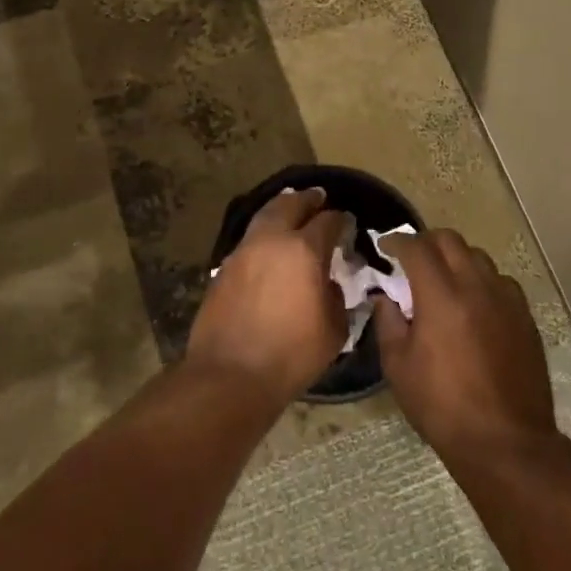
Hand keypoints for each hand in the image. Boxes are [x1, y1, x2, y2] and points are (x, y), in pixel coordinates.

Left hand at [186, 188, 349, 408]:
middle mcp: (272, 240)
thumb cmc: (291, 355)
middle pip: (291, 205)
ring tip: (291, 208)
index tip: (346, 222)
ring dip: (281, 208)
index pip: (328, 222)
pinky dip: (263, 231)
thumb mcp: (333, 329)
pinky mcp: (224, 266)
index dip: (340, 219)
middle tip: (318, 198)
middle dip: (308, 200)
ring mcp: (244, 250)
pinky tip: (269, 242)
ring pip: (264, 215)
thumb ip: (337, 297)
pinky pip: (249, 237)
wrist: (231, 373)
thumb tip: (330, 283)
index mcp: (305, 250)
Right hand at [374, 230, 556, 461]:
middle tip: (412, 259)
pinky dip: (481, 281)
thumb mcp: (399, 367)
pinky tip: (474, 304)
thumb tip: (385, 298)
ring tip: (443, 280)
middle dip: (426, 242)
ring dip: (456, 259)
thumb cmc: (442, 406)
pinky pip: (501, 282)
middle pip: (450, 240)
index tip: (385, 246)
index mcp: (441, 296)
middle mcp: (476, 287)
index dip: (397, 241)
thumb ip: (388, 323)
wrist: (505, 441)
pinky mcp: (525, 318)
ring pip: (479, 257)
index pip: (417, 248)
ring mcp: (506, 300)